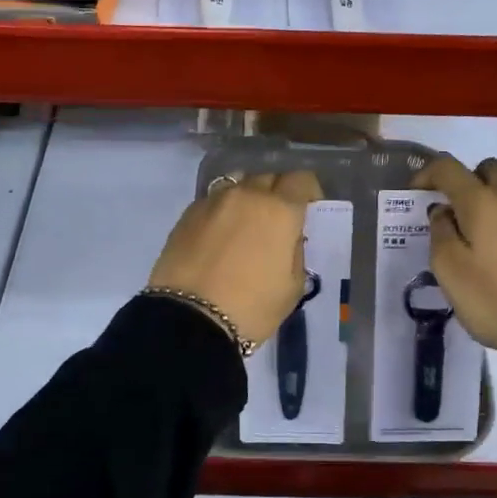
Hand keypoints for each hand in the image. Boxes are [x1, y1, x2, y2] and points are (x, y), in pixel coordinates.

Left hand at [149, 171, 322, 346]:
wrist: (189, 319)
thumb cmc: (251, 307)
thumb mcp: (292, 287)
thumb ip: (295, 252)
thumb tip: (287, 238)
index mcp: (280, 210)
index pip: (301, 180)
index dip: (308, 192)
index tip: (307, 212)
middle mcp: (247, 195)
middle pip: (269, 177)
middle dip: (278, 193)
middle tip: (277, 222)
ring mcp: (213, 201)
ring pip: (238, 184)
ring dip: (248, 197)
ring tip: (246, 225)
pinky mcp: (187, 214)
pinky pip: (214, 201)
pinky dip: (223, 211)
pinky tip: (219, 237)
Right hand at [417, 154, 496, 377]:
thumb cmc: (495, 302)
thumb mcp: (450, 273)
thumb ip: (440, 234)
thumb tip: (443, 212)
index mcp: (483, 204)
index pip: (449, 168)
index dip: (427, 173)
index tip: (417, 192)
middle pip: (489, 170)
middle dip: (468, 181)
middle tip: (456, 213)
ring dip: (494, 207)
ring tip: (484, 243)